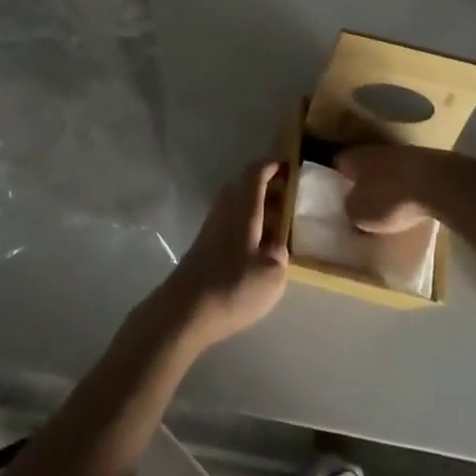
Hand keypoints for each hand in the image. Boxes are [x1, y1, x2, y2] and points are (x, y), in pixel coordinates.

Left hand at [161, 160, 289, 350]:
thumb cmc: (234, 285)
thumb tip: (277, 241)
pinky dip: (245, 224)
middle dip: (266, 187)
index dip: (272, 166)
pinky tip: (256, 247)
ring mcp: (211, 226)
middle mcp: (225, 208)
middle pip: (244, 186)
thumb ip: (279, 250)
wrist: (186, 309)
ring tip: (277, 226)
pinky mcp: (204, 244)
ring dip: (255, 208)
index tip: (289, 167)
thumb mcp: (272, 273)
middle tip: (288, 200)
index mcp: (244, 207)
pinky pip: (229, 221)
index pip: (256, 172)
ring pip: (236, 204)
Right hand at [335, 144, 473, 233]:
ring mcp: (403, 154)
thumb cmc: (390, 198)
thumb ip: (350, 209)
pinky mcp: (426, 163)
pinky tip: (410, 203)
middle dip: (362, 182)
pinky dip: (407, 189)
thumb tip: (349, 207)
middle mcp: (375, 150)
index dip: (335, 179)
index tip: (336, 195)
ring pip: (387, 170)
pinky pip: (408, 177)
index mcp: (355, 158)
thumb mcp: (360, 214)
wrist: (437, 184)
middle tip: (361, 202)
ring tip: (387, 205)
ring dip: (386, 184)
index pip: (338, 164)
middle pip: (364, 166)